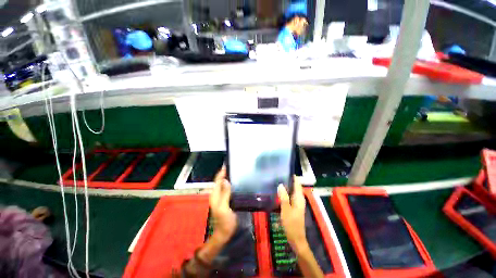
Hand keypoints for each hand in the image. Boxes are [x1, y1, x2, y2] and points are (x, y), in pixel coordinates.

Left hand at [210, 166, 236, 243]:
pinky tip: (237, 182)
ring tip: (237, 172)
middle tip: (235, 167)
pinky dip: (231, 184)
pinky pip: (228, 189)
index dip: (222, 172)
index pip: (217, 180)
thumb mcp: (224, 207)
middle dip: (226, 173)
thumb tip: (226, 180)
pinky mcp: (226, 200)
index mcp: (215, 194)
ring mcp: (221, 197)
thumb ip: (224, 194)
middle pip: (220, 181)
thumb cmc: (224, 221)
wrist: (225, 233)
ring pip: (224, 184)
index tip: (227, 164)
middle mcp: (217, 194)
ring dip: (229, 178)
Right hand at [278, 177, 307, 253]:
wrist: (296, 238)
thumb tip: (281, 184)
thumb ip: (283, 197)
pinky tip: (278, 193)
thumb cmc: (291, 223)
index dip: (293, 177)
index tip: (285, 170)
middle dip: (288, 181)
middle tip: (278, 175)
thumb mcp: (286, 209)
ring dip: (286, 187)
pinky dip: (285, 193)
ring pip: (291, 192)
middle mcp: (299, 199)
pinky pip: (289, 197)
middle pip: (294, 186)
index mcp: (299, 198)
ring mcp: (297, 203)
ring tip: (276, 182)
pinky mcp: (294, 207)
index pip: (297, 183)